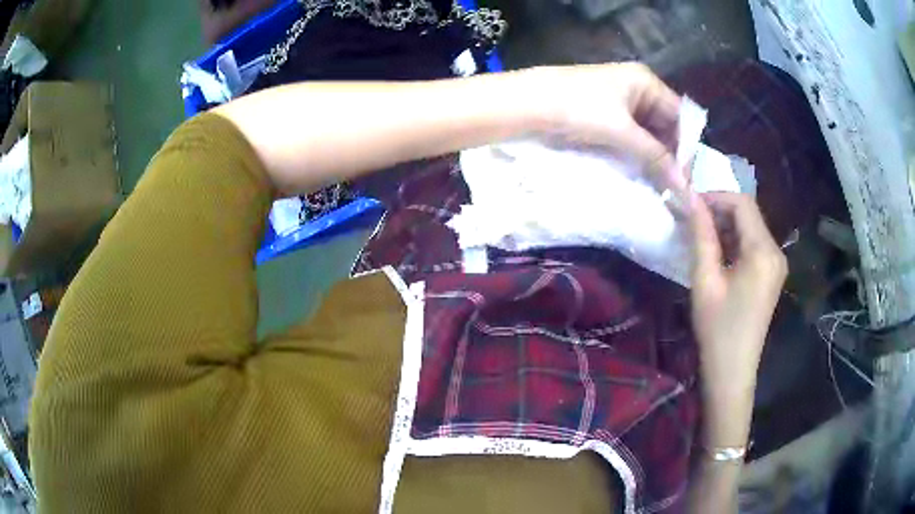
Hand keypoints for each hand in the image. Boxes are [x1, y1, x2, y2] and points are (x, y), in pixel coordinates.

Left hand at [536, 63, 684, 189]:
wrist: (524, 104)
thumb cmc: (576, 108)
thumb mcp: (621, 131)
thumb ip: (655, 157)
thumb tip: (685, 188)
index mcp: (645, 81)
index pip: (679, 115)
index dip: (686, 146)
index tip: (686, 180)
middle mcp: (636, 88)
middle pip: (665, 125)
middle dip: (669, 155)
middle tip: (673, 188)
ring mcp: (618, 101)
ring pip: (647, 133)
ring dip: (652, 157)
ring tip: (658, 186)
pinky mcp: (602, 115)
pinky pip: (629, 136)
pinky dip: (635, 154)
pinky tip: (638, 173)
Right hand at [689, 192, 786, 444]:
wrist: (733, 371)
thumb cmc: (717, 329)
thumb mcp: (705, 280)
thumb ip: (701, 235)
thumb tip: (691, 199)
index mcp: (763, 252)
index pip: (742, 204)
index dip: (715, 197)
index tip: (690, 206)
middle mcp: (776, 252)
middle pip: (749, 214)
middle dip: (720, 211)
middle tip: (692, 222)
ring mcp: (777, 264)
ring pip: (751, 229)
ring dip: (726, 227)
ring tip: (701, 239)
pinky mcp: (772, 274)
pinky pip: (753, 246)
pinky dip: (735, 242)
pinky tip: (718, 256)